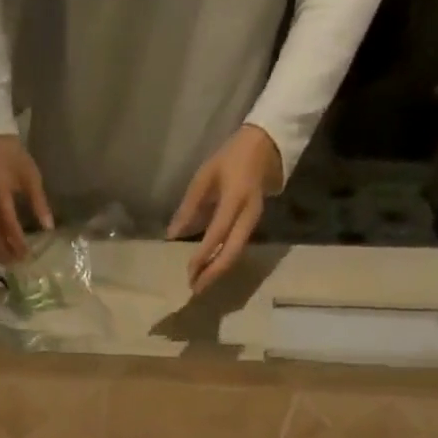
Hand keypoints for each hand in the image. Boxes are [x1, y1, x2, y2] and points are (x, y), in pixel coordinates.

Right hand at [0, 134, 53, 261]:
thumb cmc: (14, 157)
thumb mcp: (31, 177)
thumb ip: (39, 203)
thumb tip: (48, 228)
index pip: (8, 223)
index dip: (17, 241)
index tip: (28, 254)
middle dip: (5, 251)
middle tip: (18, 264)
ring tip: (10, 263)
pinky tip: (0, 252)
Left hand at [166, 125, 283, 295]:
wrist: (265, 148)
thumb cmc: (230, 160)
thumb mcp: (205, 176)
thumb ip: (189, 206)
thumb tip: (172, 234)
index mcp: (236, 198)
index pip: (218, 233)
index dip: (203, 254)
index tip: (189, 271)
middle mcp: (248, 215)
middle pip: (232, 252)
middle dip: (213, 273)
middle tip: (194, 289)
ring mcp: (253, 223)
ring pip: (236, 255)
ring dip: (217, 272)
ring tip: (199, 286)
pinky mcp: (253, 227)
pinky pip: (237, 250)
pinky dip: (223, 264)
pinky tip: (209, 272)